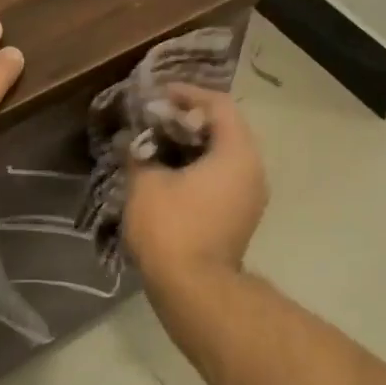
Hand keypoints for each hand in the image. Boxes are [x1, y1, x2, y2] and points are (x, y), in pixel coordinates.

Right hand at [122, 85, 267, 283]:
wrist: (194, 290)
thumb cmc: (172, 229)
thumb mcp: (146, 183)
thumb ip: (139, 152)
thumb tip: (132, 140)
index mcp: (237, 153)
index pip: (218, 105)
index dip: (187, 94)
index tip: (157, 96)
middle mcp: (253, 170)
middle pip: (224, 128)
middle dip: (187, 120)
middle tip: (153, 120)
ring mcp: (251, 196)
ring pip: (223, 155)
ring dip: (192, 146)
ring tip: (156, 145)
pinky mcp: (241, 217)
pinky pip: (223, 178)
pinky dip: (199, 168)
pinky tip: (168, 174)